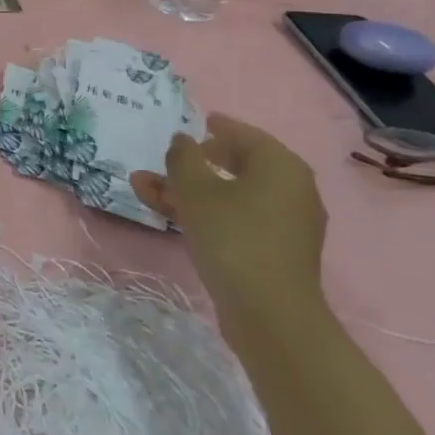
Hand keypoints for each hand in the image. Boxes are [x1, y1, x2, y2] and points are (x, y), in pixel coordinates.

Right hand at [132, 114, 327, 321]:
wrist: (268, 313)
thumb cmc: (233, 236)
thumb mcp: (195, 189)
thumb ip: (184, 158)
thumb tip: (182, 140)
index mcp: (280, 166)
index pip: (246, 135)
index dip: (218, 127)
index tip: (198, 122)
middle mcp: (291, 190)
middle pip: (237, 165)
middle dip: (194, 162)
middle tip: (167, 158)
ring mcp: (284, 223)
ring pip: (229, 195)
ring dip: (187, 189)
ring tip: (143, 187)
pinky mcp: (273, 251)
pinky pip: (235, 218)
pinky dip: (205, 211)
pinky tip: (168, 214)